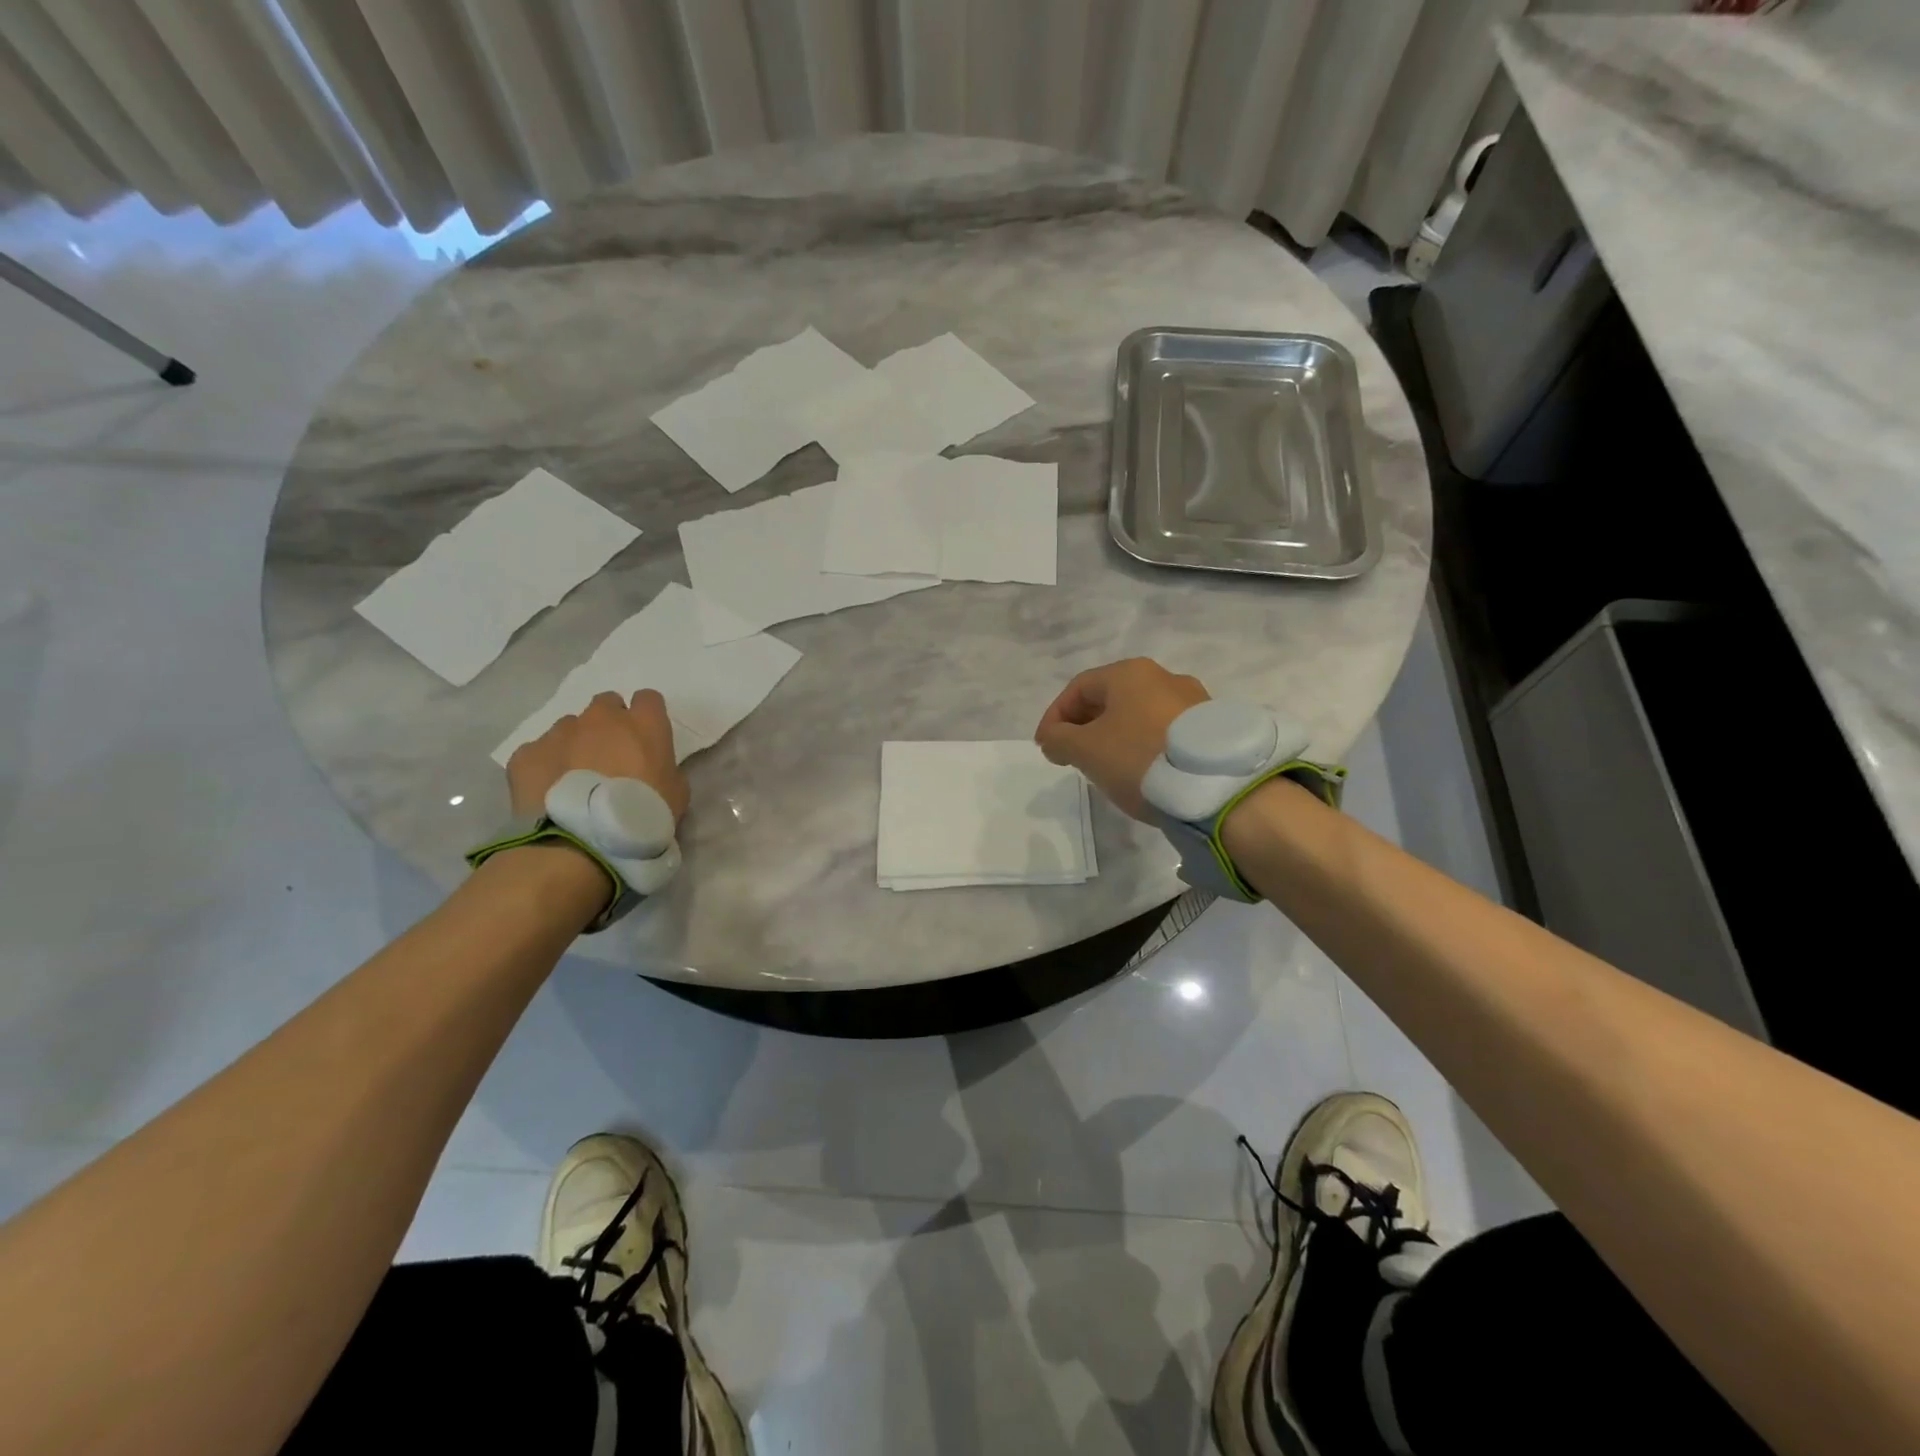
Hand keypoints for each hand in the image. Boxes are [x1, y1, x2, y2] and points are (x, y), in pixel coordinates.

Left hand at [505, 689, 689, 821]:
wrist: (584, 841)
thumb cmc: (643, 815)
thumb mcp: (677, 792)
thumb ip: (664, 768)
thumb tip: (649, 768)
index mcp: (644, 723)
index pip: (648, 699)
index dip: (646, 716)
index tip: (645, 739)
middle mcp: (601, 718)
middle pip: (606, 704)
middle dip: (609, 724)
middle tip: (610, 756)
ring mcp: (560, 732)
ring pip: (569, 727)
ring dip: (575, 744)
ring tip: (576, 779)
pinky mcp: (527, 753)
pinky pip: (537, 752)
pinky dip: (544, 766)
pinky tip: (550, 791)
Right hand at [1034, 658, 1208, 819]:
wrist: (1216, 786)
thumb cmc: (1140, 757)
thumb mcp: (1086, 750)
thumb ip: (1059, 740)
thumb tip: (1053, 739)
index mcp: (1129, 673)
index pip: (1078, 688)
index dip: (1055, 716)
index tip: (1046, 748)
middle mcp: (1163, 677)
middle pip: (1110, 699)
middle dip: (1084, 726)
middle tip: (1072, 756)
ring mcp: (1194, 700)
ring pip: (1138, 715)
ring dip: (1115, 736)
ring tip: (1106, 767)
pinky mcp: (1212, 727)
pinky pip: (1164, 731)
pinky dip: (1144, 745)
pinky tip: (1142, 770)